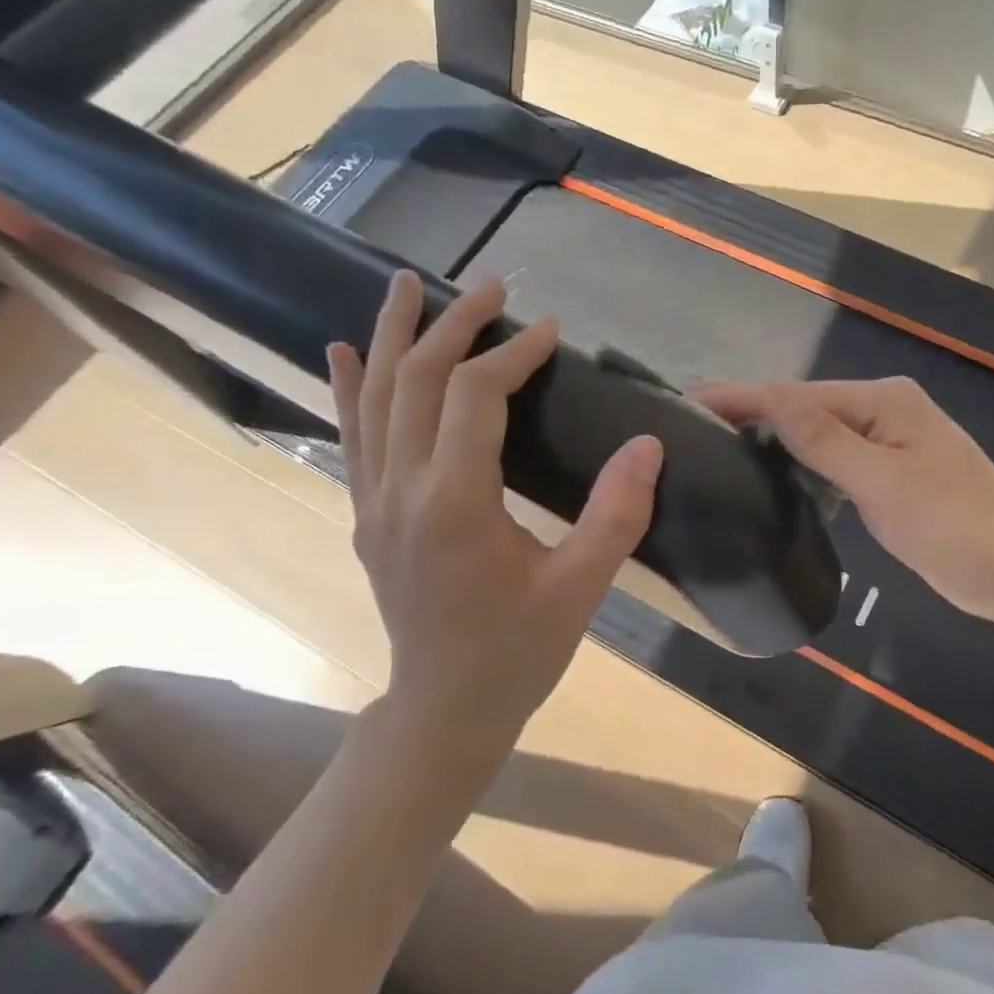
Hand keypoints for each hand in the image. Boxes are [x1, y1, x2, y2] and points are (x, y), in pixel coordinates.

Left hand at [329, 274, 661, 748]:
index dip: (513, 353)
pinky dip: (349, 388)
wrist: (444, 709)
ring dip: (393, 336)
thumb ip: (617, 514)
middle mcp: (402, 490)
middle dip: (456, 326)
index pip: (476, 396)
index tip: (550, 331)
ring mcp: (374, 501)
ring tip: (407, 284)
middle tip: (492, 286)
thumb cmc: (518, 651)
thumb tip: (648, 444)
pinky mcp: (367, 514)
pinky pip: (352, 437)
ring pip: (375, 398)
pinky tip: (345, 351)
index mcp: (455, 503)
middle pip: (419, 381)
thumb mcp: (581, 588)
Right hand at [697, 377, 993, 630]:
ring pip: (818, 435)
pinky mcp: (890, 472)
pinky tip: (774, 478)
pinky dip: (804, 467)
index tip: (689, 401)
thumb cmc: (957, 528)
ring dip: (776, 441)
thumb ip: (825, 440)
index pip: (798, 395)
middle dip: (753, 416)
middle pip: (805, 409)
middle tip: (694, 431)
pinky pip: (835, 460)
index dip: (743, 397)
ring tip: (720, 450)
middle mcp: (885, 410)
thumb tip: (770, 399)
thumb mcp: (885, 484)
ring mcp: (889, 441)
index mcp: (884, 401)